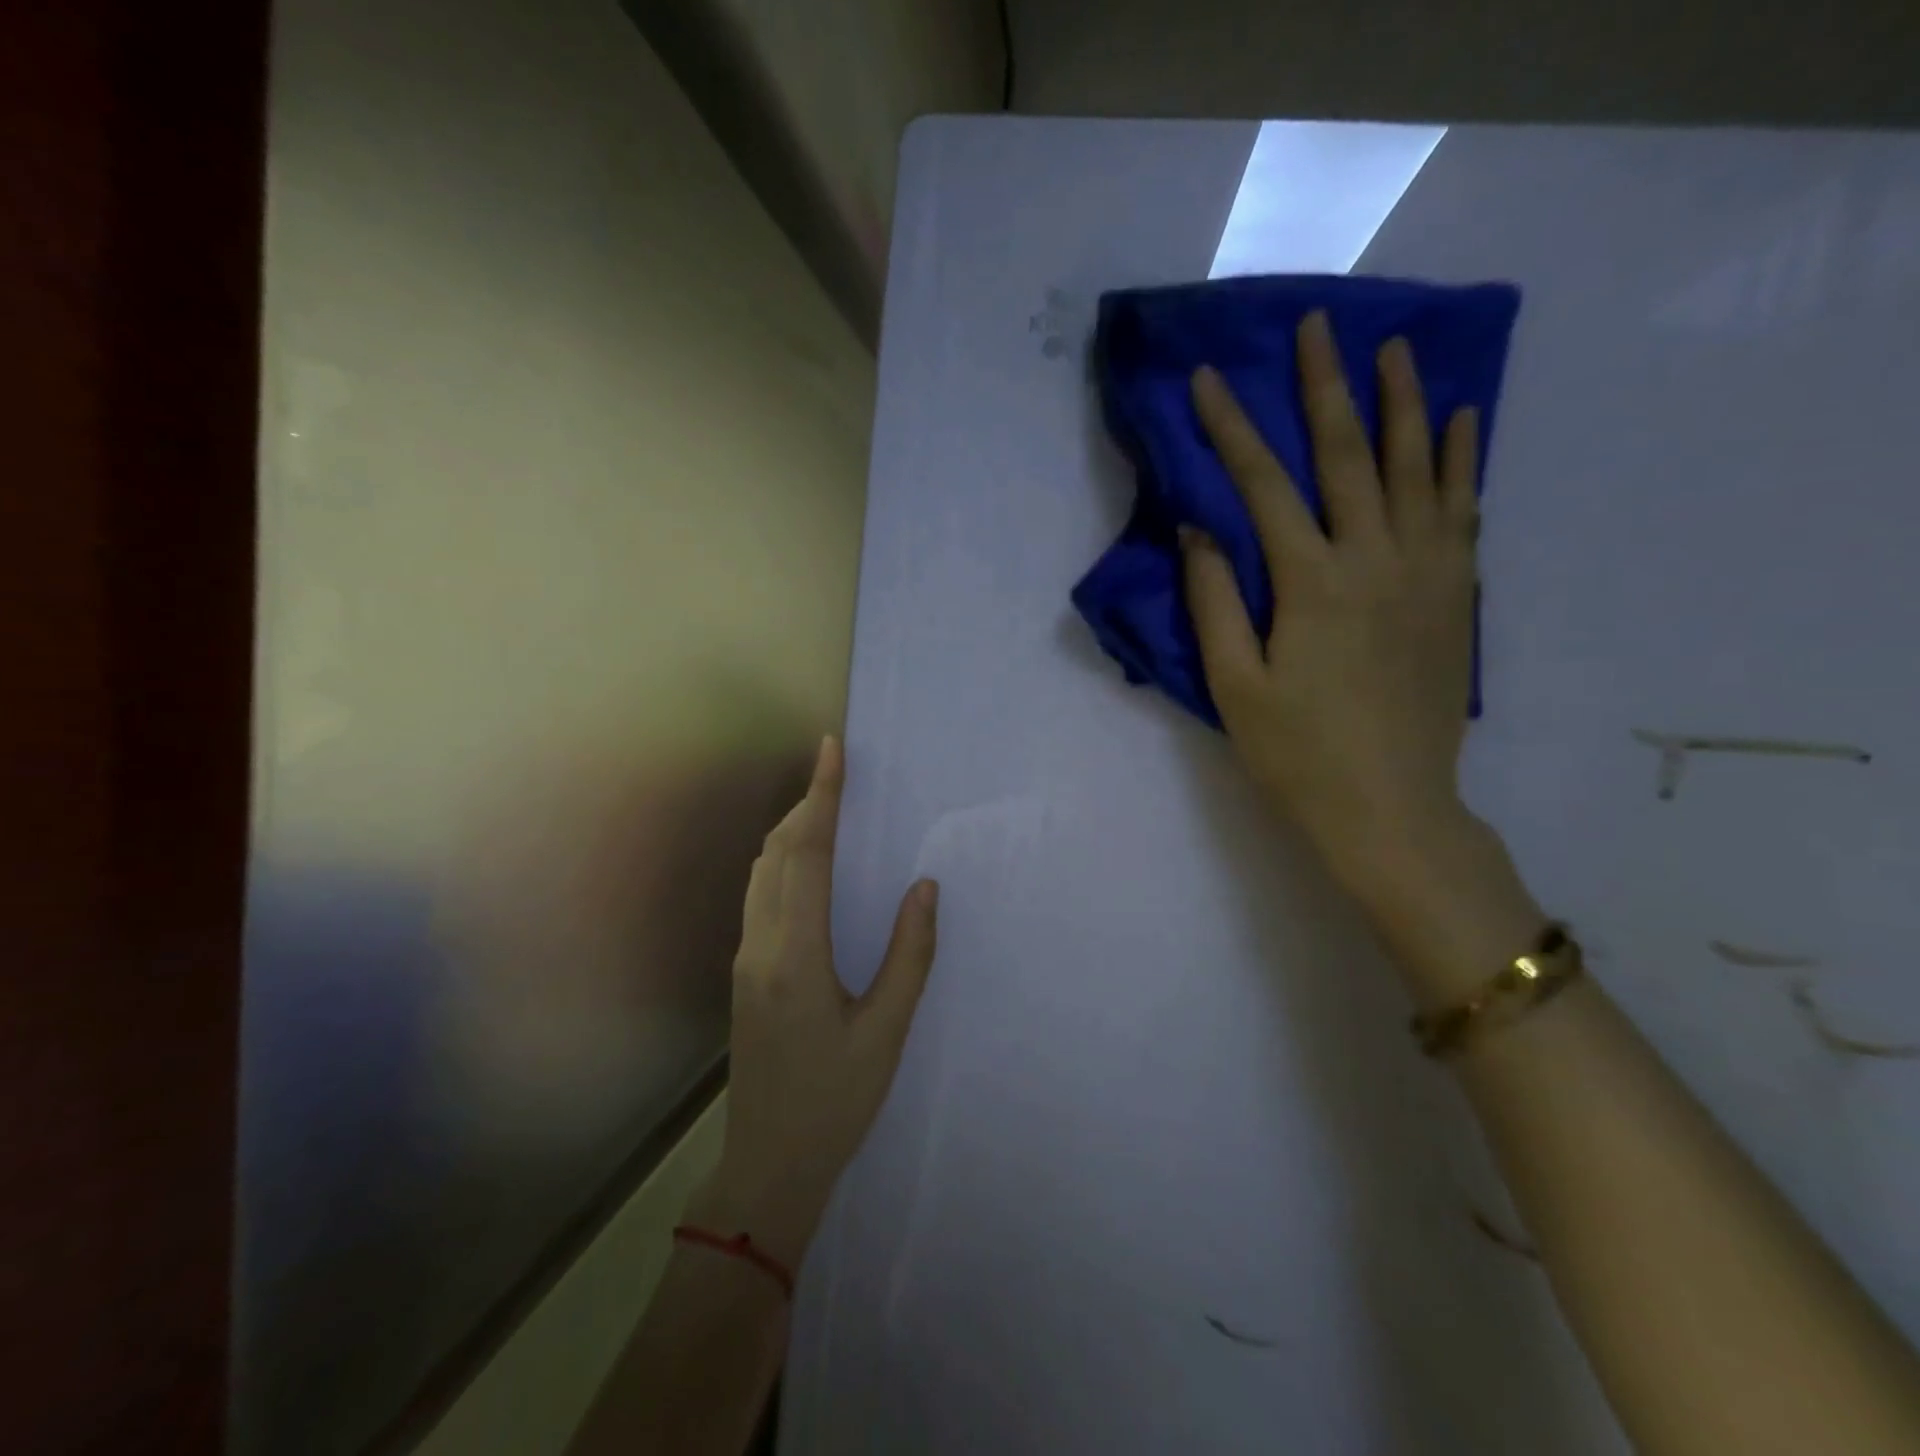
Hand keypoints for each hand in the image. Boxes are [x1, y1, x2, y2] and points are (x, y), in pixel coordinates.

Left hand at [687, 735, 938, 1268]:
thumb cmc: (836, 1101)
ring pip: (762, 871)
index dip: (822, 796)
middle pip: (777, 852)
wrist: (770, 1163)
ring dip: (791, 830)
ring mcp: (746, 958)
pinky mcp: (745, 972)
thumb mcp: (886, 1031)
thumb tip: (925, 886)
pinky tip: (805, 864)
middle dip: (806, 803)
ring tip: (825, 805)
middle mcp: (761, 944)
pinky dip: (782, 860)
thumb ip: (909, 955)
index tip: (831, 749)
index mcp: (797, 954)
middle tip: (836, 771)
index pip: (808, 854)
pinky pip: (759, 894)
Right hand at [1181, 311, 1483, 895]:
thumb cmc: (1297, 752)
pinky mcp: (1456, 596)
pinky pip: (1463, 510)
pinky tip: (1461, 423)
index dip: (1231, 429)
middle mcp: (1375, 559)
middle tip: (1319, 324)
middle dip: (1327, 387)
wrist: (1390, 806)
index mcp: (1311, 583)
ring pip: (1417, 469)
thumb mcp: (1233, 684)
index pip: (1263, 486)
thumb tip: (1198, 529)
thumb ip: (1213, 602)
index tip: (1209, 380)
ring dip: (1403, 404)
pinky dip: (1461, 460)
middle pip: (1349, 455)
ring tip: (1394, 348)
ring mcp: (1427, 573)